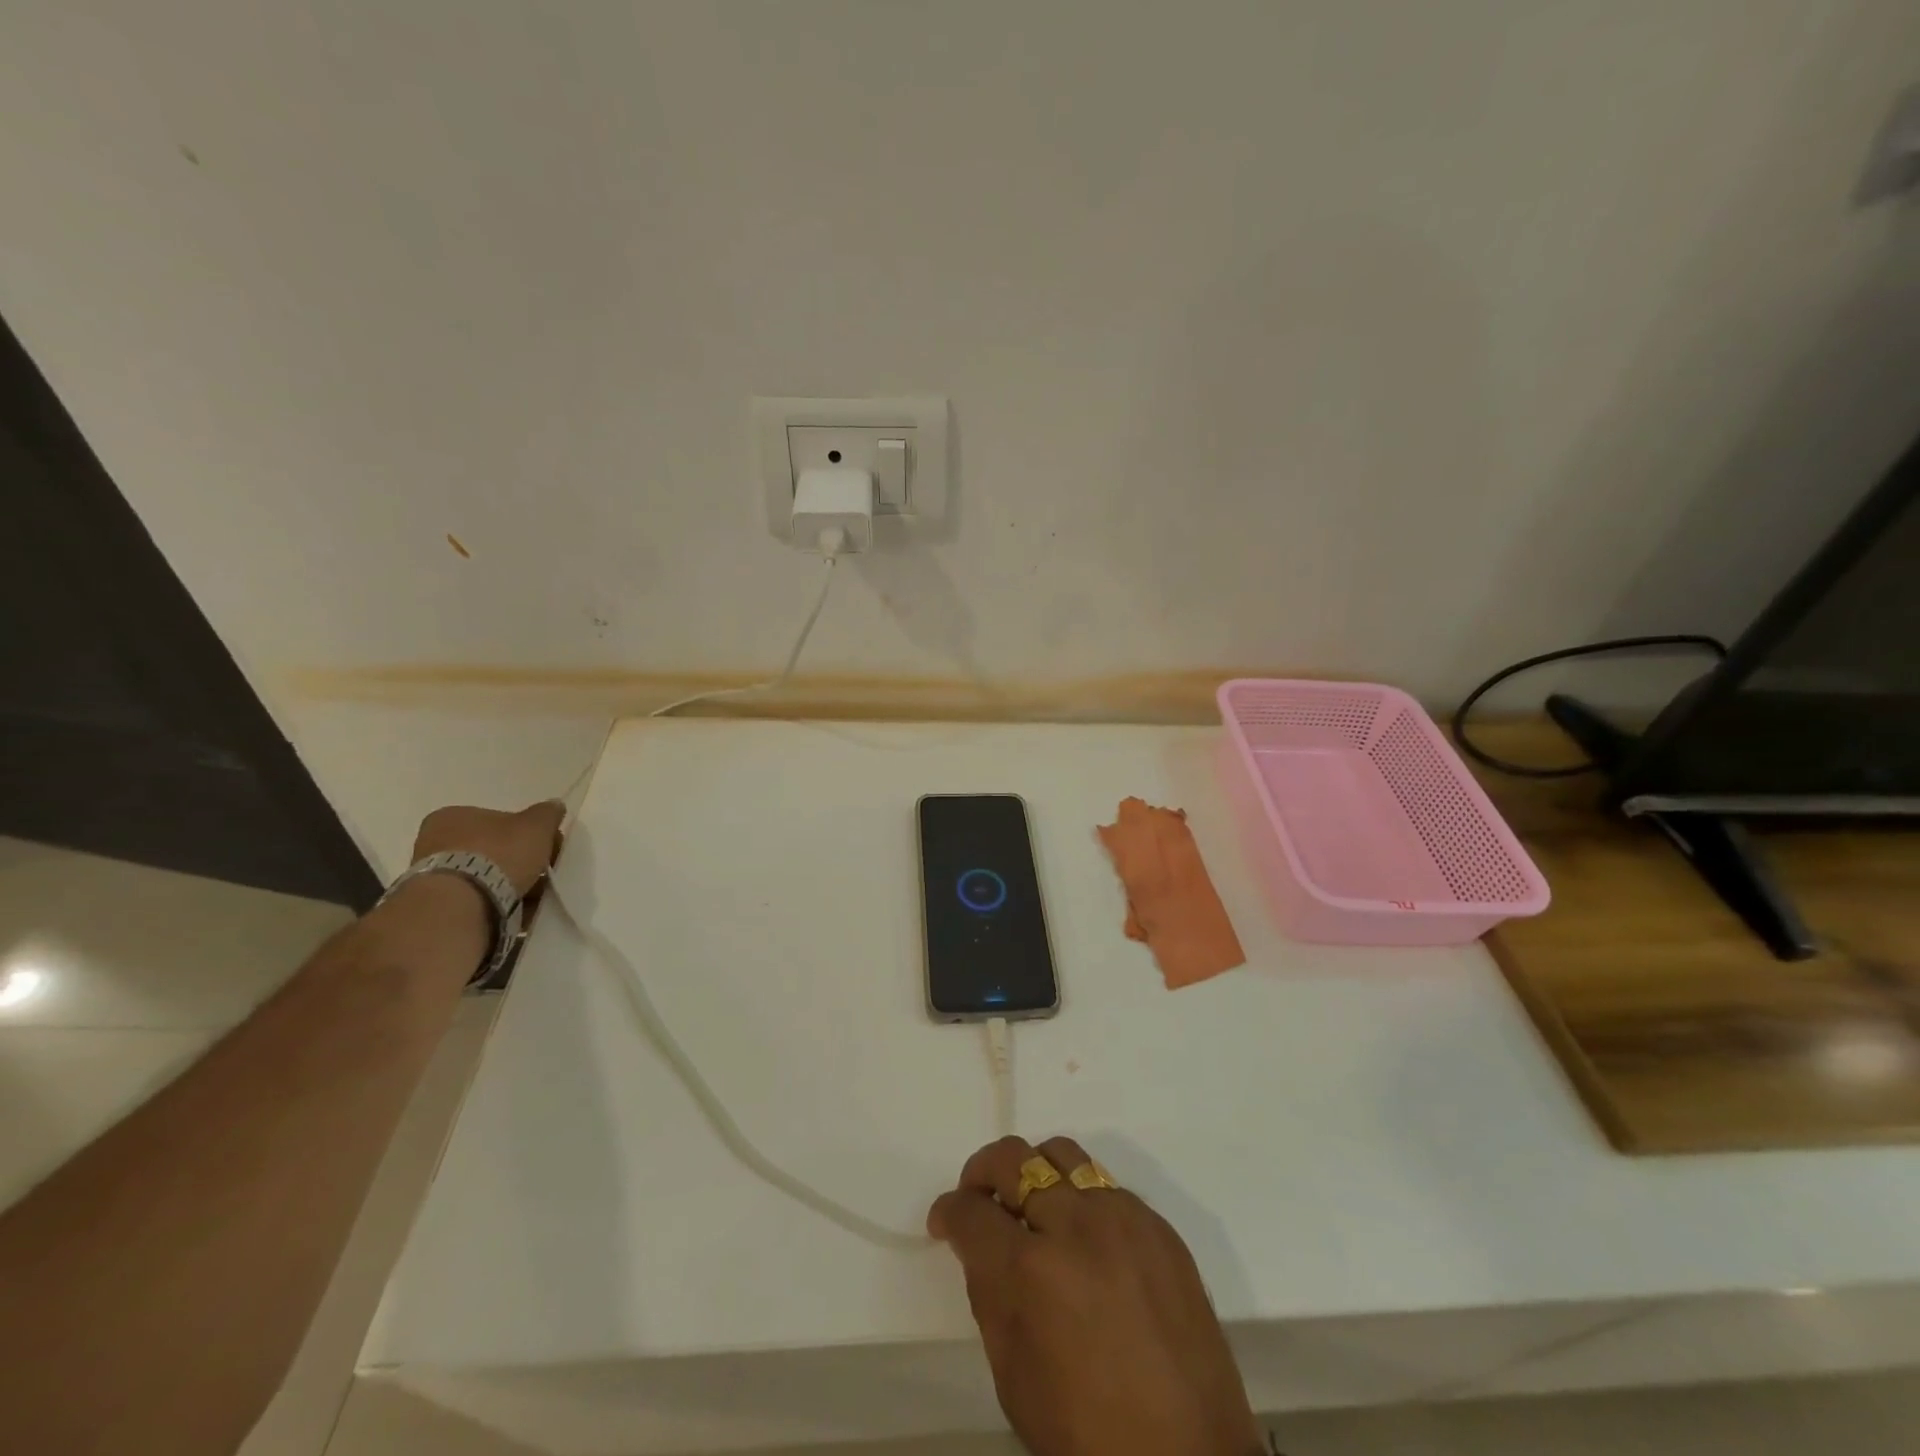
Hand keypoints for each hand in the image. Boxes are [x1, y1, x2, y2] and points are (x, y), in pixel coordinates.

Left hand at [411, 800, 565, 897]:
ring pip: (483, 875)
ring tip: (531, 896)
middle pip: (491, 849)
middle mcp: (434, 840)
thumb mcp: (536, 826)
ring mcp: (431, 874)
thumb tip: (554, 805)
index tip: (546, 848)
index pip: (498, 821)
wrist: (462, 903)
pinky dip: (495, 902)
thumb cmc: (498, 854)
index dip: (527, 833)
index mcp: (454, 815)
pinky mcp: (436, 903)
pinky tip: (514, 909)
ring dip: (508, 883)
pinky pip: (475, 898)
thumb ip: (547, 813)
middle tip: (541, 873)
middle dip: (517, 861)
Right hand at [929, 1135, 1260, 1455]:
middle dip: (982, 1172)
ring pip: (1063, 1153)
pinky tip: (1084, 1238)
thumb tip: (981, 1247)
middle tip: (978, 1198)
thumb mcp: (1014, 1380)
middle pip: (1013, 1159)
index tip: (944, 1221)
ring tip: (1031, 1205)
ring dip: (1034, 1170)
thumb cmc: (1088, 1436)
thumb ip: (990, 1297)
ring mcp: (1122, 1217)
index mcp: (1031, 1271)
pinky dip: (1081, 1198)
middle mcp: (1074, 1225)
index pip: (972, 1211)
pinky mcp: (1158, 1225)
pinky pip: (1106, 1186)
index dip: (948, 1212)